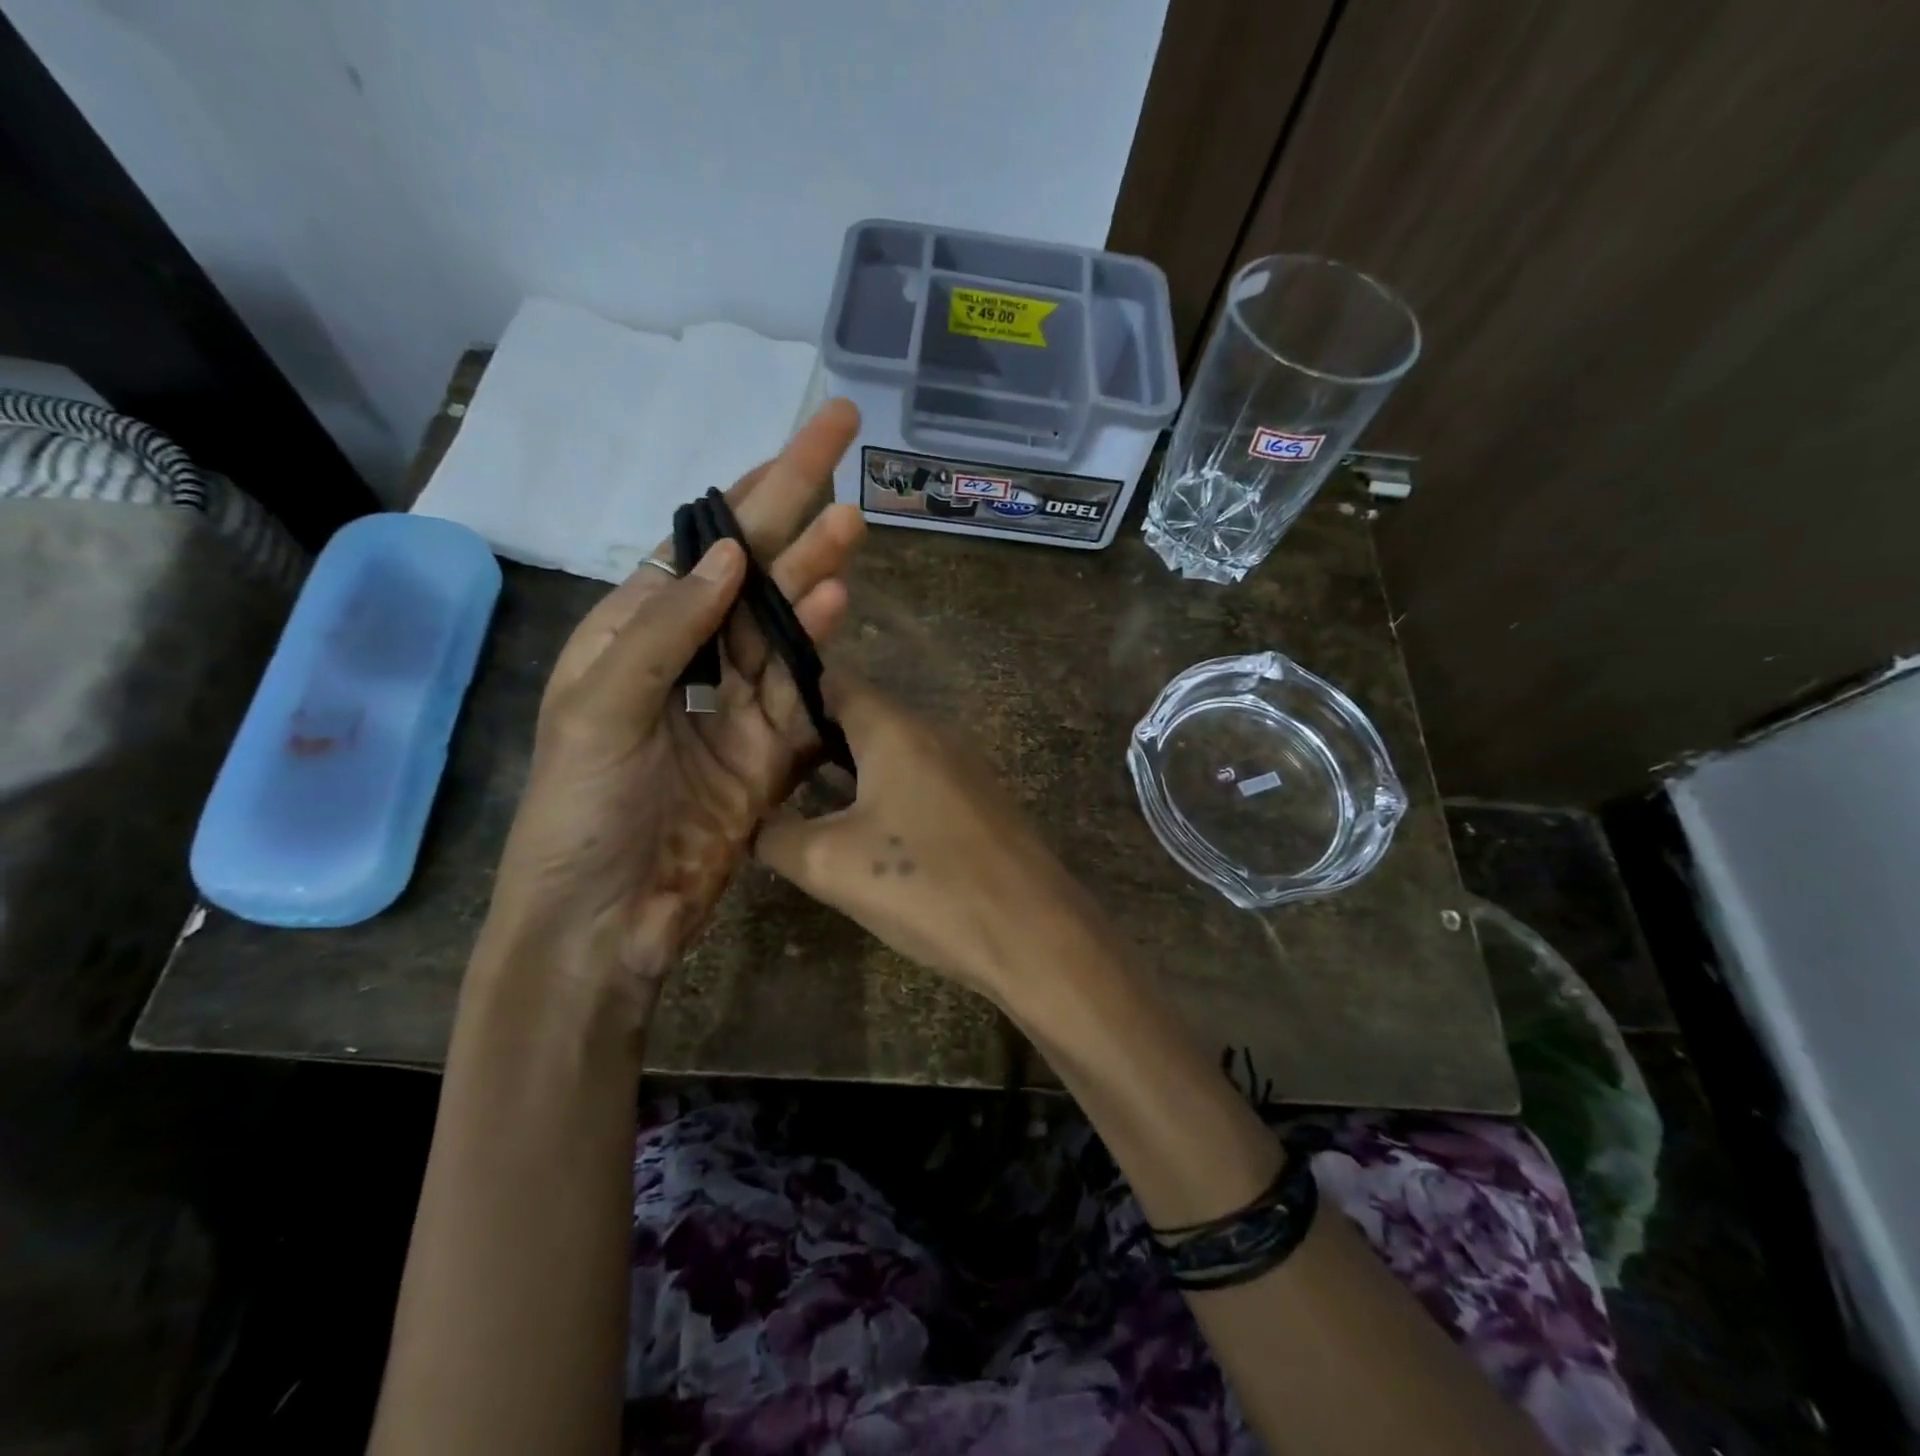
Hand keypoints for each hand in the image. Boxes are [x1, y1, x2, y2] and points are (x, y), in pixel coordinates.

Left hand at [483, 400, 865, 1003]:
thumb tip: (734, 552)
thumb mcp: (598, 709)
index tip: (803, 439)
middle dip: (795, 506)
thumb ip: (667, 630)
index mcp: (636, 632)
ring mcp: (738, 704)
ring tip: (851, 526)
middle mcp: (692, 656)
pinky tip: (839, 607)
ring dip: (815, 574)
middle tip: (843, 441)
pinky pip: (800, 690)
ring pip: (786, 625)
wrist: (604, 921)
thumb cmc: (578, 810)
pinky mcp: (772, 750)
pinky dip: (819, 649)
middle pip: (755, 571)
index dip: (753, 489)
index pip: (703, 544)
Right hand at [754, 673, 1096, 996]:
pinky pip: (920, 781)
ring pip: (892, 752)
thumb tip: (756, 824)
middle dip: (813, 740)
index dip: (788, 694)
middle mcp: (934, 733)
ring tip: (805, 805)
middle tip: (768, 774)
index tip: (751, 726)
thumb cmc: (925, 885)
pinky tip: (866, 835)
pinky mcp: (981, 802)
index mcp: (896, 729)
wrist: (1032, 933)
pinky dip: (886, 794)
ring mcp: (965, 767)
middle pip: (862, 717)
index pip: (834, 681)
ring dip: (849, 772)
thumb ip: (777, 837)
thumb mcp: (830, 865)